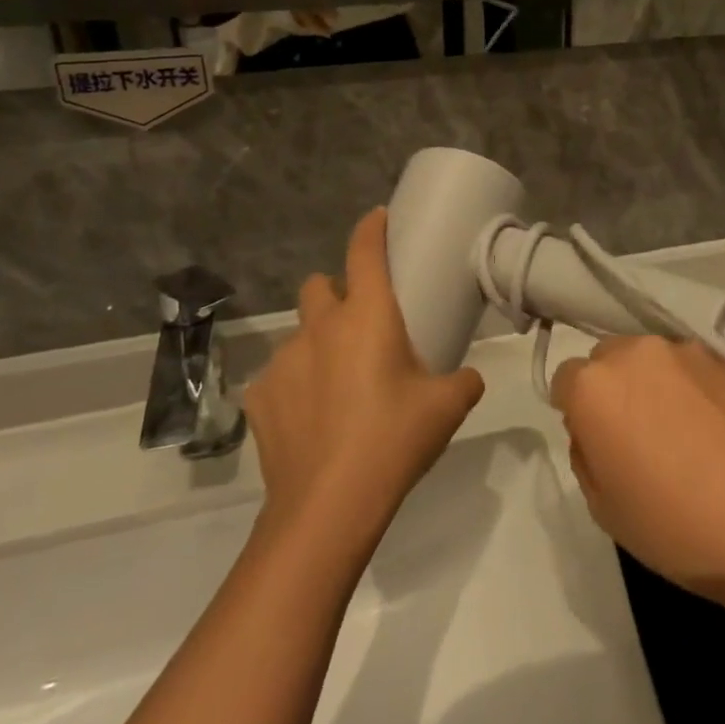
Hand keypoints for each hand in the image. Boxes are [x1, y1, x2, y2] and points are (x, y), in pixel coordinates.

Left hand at [242, 208, 485, 538]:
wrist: (329, 505)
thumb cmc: (395, 439)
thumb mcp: (448, 406)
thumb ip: (463, 380)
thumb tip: (466, 378)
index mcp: (367, 315)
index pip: (364, 252)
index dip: (371, 228)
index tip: (378, 218)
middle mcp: (319, 326)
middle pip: (318, 285)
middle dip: (335, 292)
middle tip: (359, 323)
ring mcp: (283, 361)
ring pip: (298, 335)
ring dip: (317, 345)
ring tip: (336, 385)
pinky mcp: (258, 397)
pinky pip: (278, 378)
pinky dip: (294, 386)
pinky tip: (310, 420)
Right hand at [550, 337, 724, 593]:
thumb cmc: (678, 527)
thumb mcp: (605, 508)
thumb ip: (587, 454)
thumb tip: (598, 432)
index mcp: (595, 387)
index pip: (565, 380)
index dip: (578, 413)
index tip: (599, 444)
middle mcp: (636, 352)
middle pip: (608, 359)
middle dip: (613, 389)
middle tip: (638, 438)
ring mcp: (686, 350)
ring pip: (650, 359)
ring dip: (653, 384)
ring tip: (683, 433)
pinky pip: (691, 367)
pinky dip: (691, 387)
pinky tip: (714, 429)